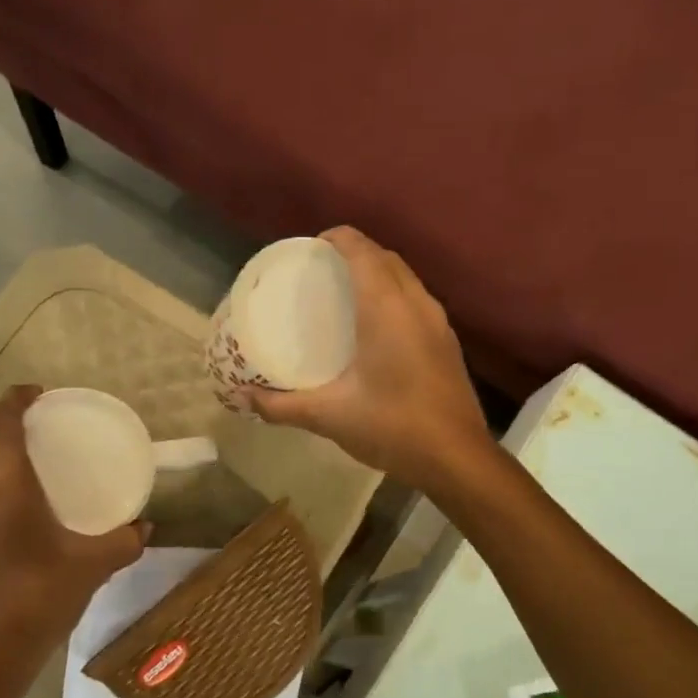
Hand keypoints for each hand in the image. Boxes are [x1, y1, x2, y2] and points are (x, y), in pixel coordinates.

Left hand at [0, 386, 147, 685]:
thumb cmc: (40, 597)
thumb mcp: (93, 566)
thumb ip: (125, 541)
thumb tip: (146, 527)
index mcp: (3, 484)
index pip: (2, 422)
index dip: (16, 399)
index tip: (36, 392)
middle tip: (27, 421)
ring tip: (15, 460)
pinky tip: (1, 511)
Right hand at [247, 227, 493, 490]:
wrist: (456, 458)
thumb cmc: (391, 426)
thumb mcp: (329, 416)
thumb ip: (281, 405)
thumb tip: (241, 398)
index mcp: (386, 308)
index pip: (362, 250)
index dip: (336, 239)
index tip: (310, 248)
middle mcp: (416, 304)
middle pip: (386, 258)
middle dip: (355, 253)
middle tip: (321, 272)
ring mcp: (438, 322)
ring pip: (406, 279)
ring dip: (378, 274)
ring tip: (346, 295)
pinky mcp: (447, 343)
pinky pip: (416, 301)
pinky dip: (394, 297)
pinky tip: (376, 329)